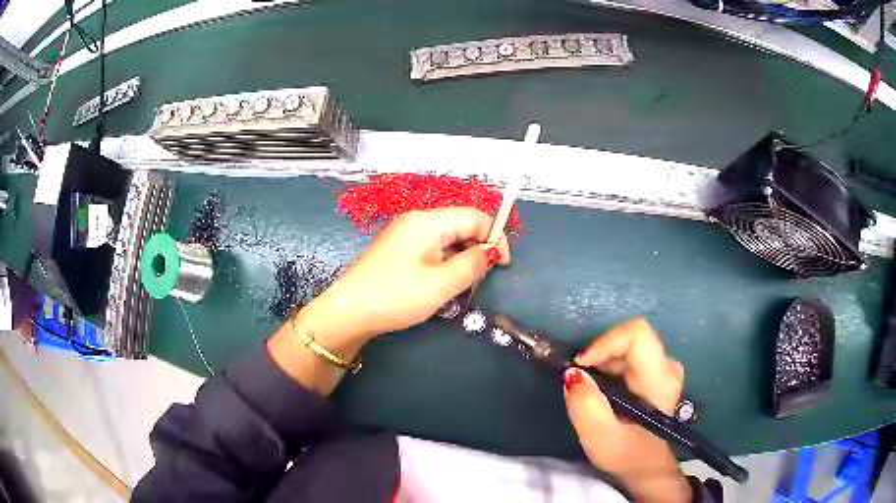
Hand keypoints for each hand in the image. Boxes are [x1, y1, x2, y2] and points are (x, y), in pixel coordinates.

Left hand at [298, 207, 511, 346]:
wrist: (348, 312)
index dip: (495, 237)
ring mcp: (404, 233)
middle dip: (478, 247)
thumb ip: (473, 265)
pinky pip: (431, 247)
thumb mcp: (441, 285)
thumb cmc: (396, 296)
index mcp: (428, 221)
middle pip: (461, 224)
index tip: (503, 265)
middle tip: (481, 278)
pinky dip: (444, 261)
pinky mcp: (397, 248)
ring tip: (461, 285)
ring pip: (447, 237)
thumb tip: (491, 252)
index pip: (475, 216)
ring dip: (461, 257)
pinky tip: (441, 283)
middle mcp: (416, 220)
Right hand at [564, 319, 691, 502]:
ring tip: (589, 389)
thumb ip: (586, 406)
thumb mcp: (600, 438)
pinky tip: (601, 390)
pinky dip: (609, 367)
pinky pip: (629, 355)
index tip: (580, 365)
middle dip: (600, 354)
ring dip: (602, 362)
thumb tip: (572, 374)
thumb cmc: (626, 454)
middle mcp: (667, 365)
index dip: (605, 342)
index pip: (637, 335)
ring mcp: (663, 367)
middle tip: (580, 381)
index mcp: (660, 379)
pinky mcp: (656, 372)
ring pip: (628, 345)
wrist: (647, 466)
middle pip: (630, 338)